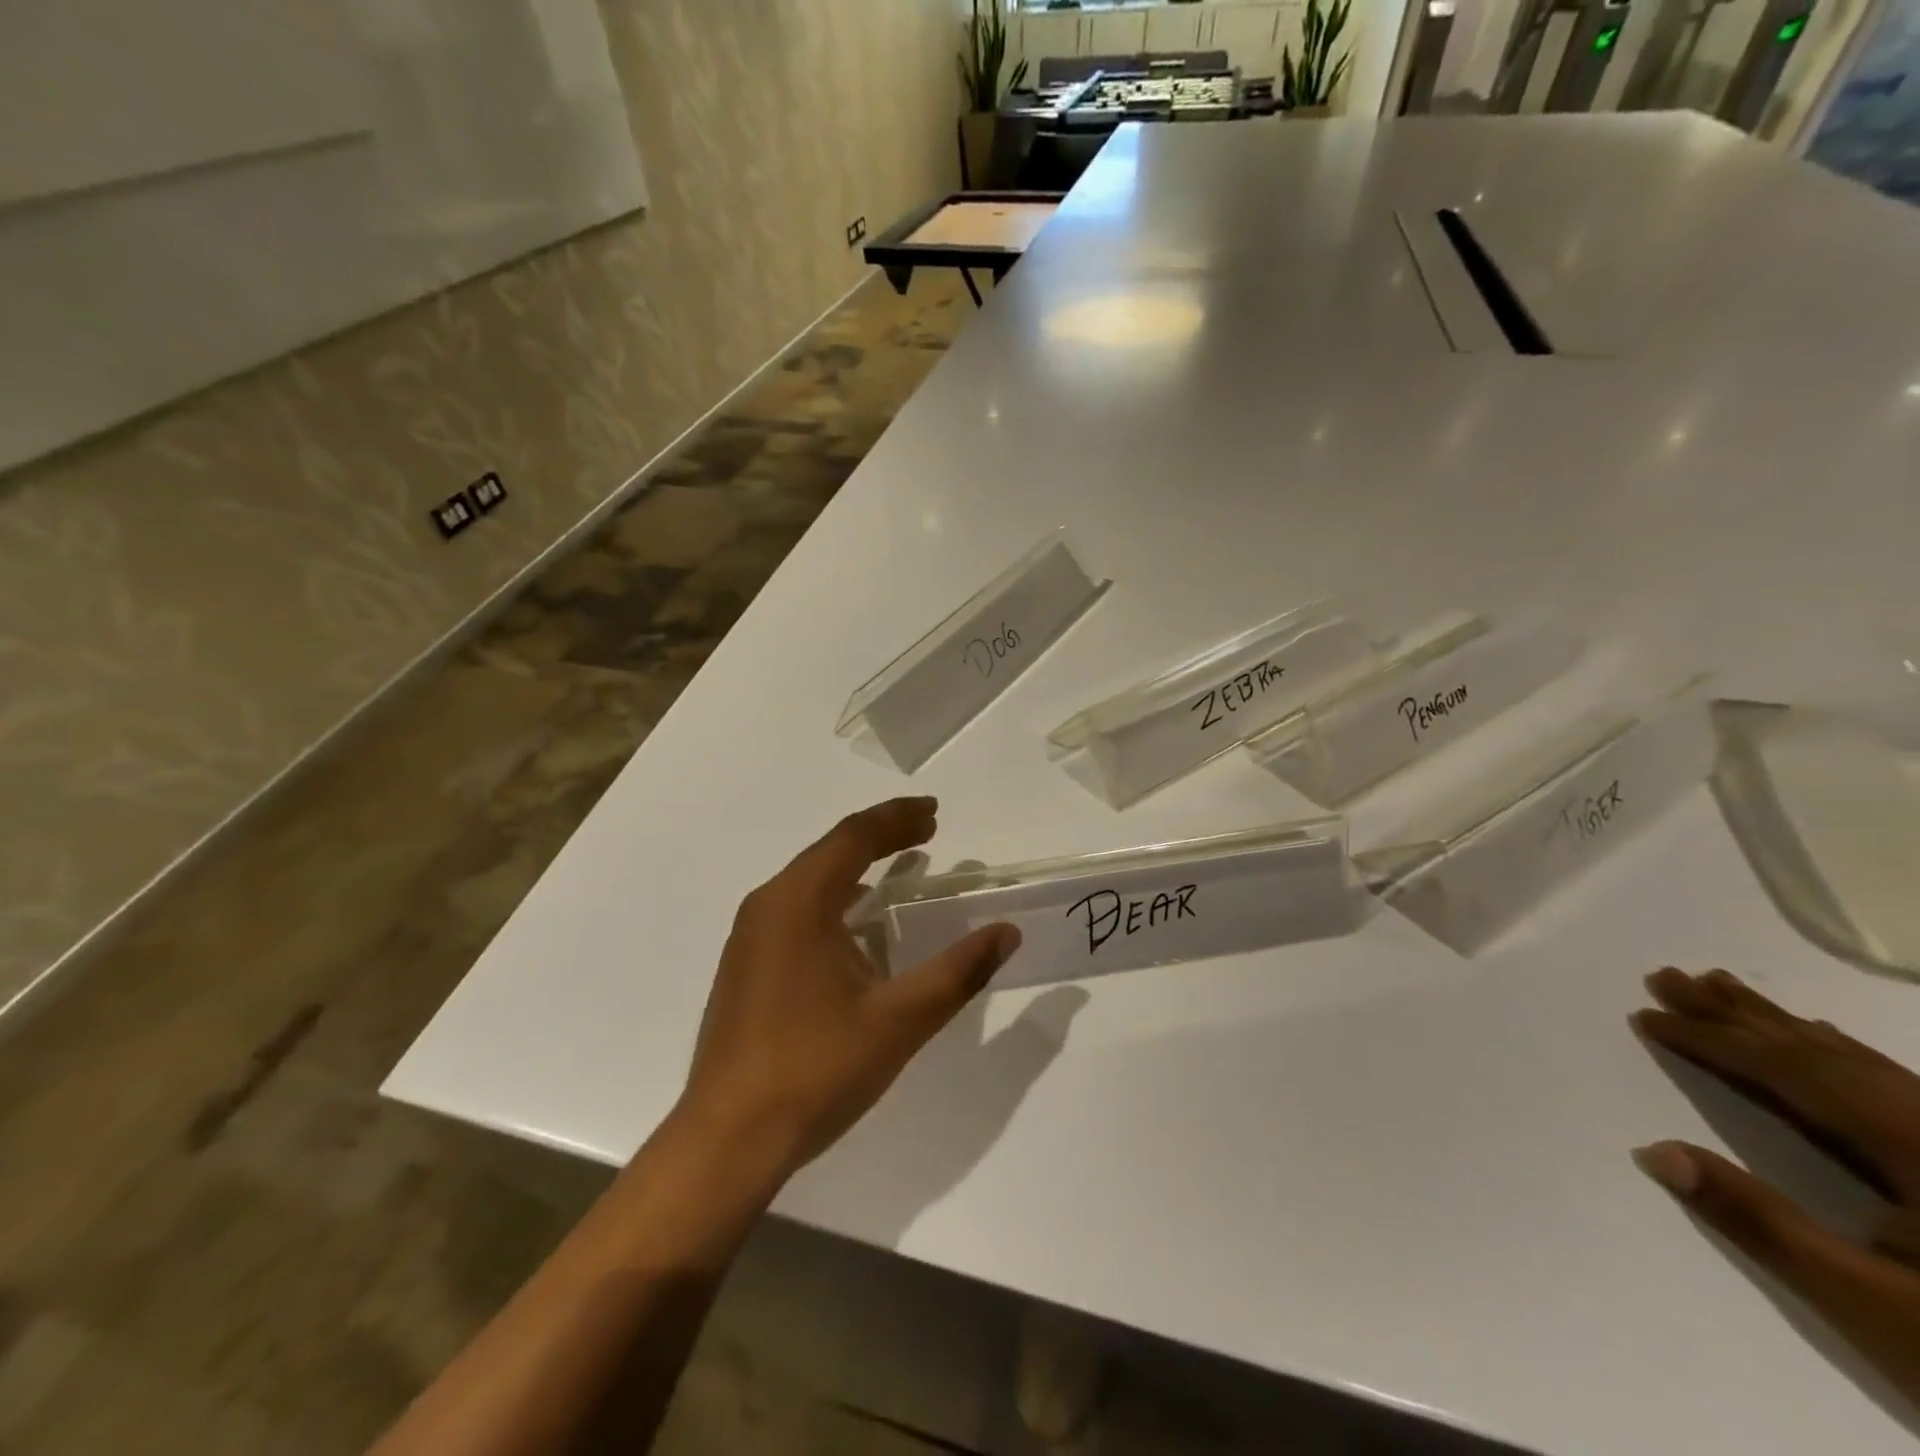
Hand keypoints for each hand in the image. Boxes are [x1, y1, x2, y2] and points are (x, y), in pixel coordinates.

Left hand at [677, 797, 1021, 1183]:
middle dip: (880, 835)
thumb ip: (958, 972)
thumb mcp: (900, 1019)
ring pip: (810, 880)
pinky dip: (835, 897)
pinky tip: (857, 922)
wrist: (728, 1140)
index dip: (897, 818)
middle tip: (926, 830)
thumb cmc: (816, 1069)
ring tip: (900, 864)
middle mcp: (768, 906)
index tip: (935, 812)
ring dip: (856, 866)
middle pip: (830, 850)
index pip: (854, 837)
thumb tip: (1007, 933)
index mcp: (798, 902)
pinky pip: (796, 908)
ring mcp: (750, 937)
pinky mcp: (746, 966)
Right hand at [1632, 968, 1919, 1402]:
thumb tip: (1655, 1151)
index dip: (1715, 1041)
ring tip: (1718, 985)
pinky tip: (1816, 1035)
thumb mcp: (1871, 1305)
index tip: (1647, 1015)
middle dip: (1739, 1014)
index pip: (1795, 1074)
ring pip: (1860, 1062)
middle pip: (1827, 1056)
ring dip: (1780, 1023)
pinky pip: (1891, 1081)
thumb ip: (1761, 1223)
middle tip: (1666, 976)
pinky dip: (1834, 1050)